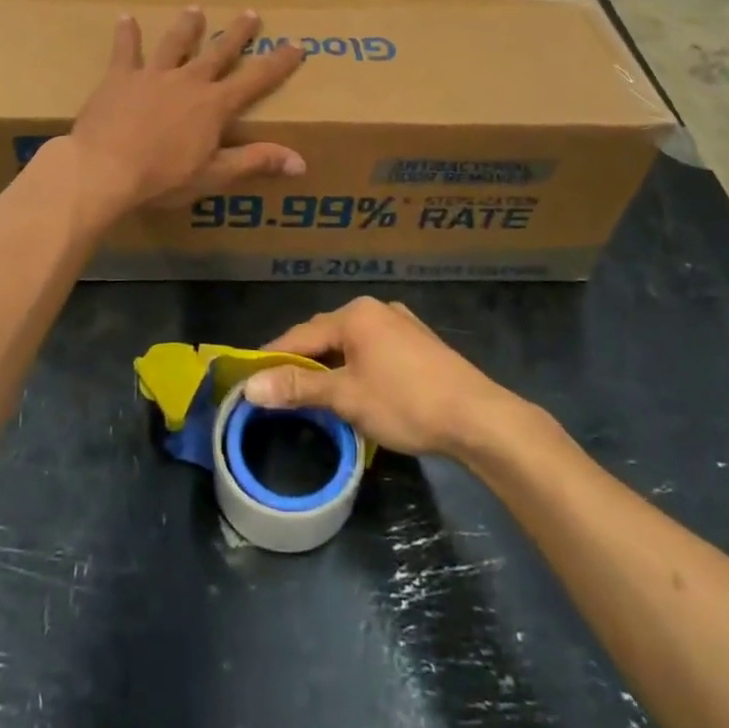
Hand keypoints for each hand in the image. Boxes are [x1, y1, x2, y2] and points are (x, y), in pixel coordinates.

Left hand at [61, 7, 306, 226]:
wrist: (104, 168)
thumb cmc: (162, 177)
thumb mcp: (214, 175)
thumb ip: (255, 162)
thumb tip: (301, 162)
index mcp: (214, 105)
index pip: (256, 79)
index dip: (278, 62)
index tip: (296, 44)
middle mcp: (188, 81)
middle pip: (218, 52)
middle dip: (237, 34)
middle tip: (250, 13)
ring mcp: (153, 75)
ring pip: (175, 43)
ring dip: (187, 27)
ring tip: (195, 10)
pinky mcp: (120, 78)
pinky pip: (125, 51)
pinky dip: (126, 34)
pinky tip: (124, 17)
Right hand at [241, 297, 518, 457]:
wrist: (478, 418)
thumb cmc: (406, 402)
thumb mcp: (346, 397)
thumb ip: (298, 388)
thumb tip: (251, 387)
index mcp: (355, 314)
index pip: (301, 335)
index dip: (273, 357)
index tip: (250, 377)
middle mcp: (376, 309)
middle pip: (326, 335)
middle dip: (303, 362)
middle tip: (279, 389)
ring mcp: (402, 324)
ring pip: (352, 344)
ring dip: (331, 366)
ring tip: (313, 392)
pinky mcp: (420, 344)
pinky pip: (374, 350)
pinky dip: (356, 367)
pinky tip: (356, 387)